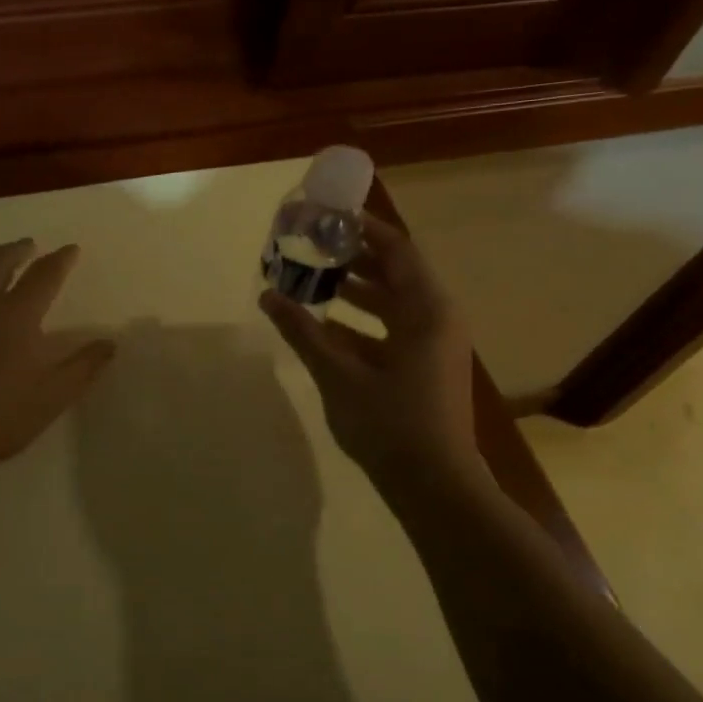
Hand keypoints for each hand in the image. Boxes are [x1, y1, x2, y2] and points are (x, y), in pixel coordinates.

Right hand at [260, 216, 480, 486]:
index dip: (361, 228)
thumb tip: (267, 296)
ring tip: (311, 280)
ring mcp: (432, 346)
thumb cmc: (390, 424)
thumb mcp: (339, 374)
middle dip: (352, 258)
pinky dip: (359, 324)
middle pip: (394, 273)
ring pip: (391, 304)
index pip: (396, 249)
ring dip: (354, 291)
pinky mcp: (423, 369)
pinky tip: (323, 328)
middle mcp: (436, 319)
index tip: (325, 215)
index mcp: (426, 310)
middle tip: (310, 245)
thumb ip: (303, 332)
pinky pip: (390, 331)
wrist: (434, 486)